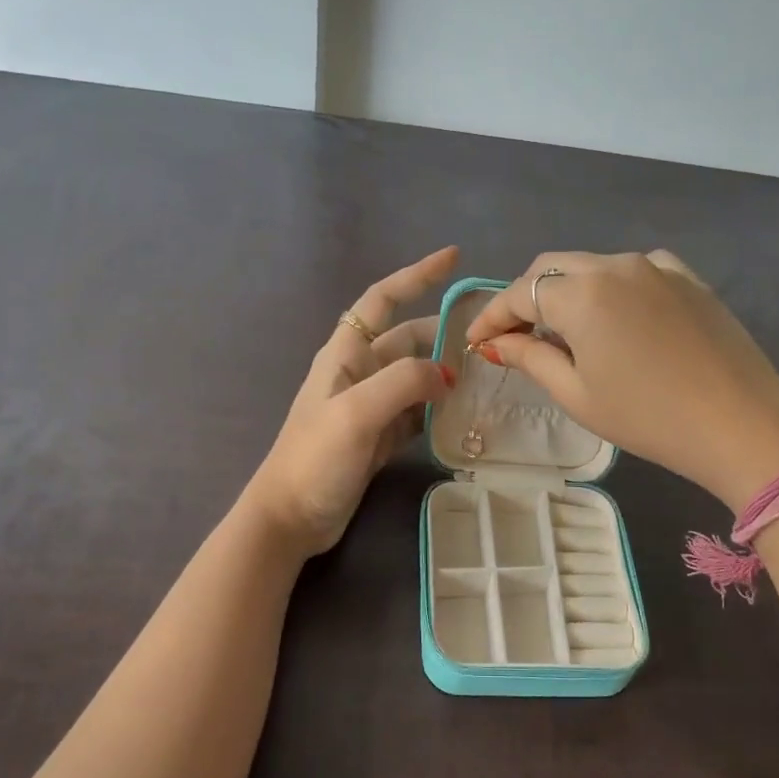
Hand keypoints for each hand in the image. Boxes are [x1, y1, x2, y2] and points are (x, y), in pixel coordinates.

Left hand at [243, 247, 459, 556]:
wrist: (290, 518)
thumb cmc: (315, 458)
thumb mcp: (357, 412)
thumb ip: (403, 382)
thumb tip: (447, 374)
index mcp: (346, 354)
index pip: (382, 298)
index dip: (416, 274)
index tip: (454, 258)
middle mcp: (359, 372)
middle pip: (408, 338)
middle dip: (444, 334)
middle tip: (489, 340)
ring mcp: (370, 406)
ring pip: (416, 376)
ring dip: (445, 372)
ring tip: (486, 376)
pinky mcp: (379, 436)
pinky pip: (417, 411)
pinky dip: (439, 408)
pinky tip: (464, 414)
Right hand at [465, 250, 778, 513]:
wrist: (743, 426)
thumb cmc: (650, 418)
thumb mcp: (578, 395)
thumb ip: (531, 358)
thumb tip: (495, 342)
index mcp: (582, 293)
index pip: (519, 293)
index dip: (492, 316)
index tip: (477, 342)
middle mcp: (616, 265)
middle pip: (552, 268)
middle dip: (526, 298)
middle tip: (516, 336)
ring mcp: (657, 267)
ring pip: (592, 266)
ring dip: (567, 291)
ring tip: (565, 332)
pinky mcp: (688, 278)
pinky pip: (634, 270)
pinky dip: (610, 287)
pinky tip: (617, 318)